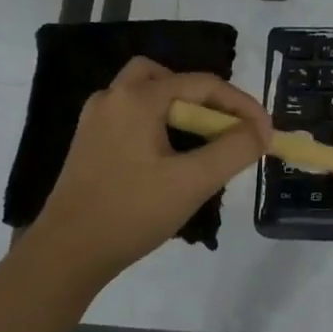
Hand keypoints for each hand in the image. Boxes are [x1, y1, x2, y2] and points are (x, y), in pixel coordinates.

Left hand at [26, 58, 272, 288]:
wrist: (66, 254)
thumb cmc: (131, 212)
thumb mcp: (193, 182)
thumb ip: (234, 150)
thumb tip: (261, 131)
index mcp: (137, 99)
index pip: (203, 84)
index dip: (241, 105)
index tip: (266, 133)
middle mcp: (113, 98)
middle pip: (168, 77)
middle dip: (204, 97)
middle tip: (225, 126)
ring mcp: (96, 120)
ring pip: (147, 95)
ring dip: (180, 109)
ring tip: (202, 142)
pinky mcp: (90, 143)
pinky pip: (133, 116)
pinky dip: (159, 123)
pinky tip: (171, 158)